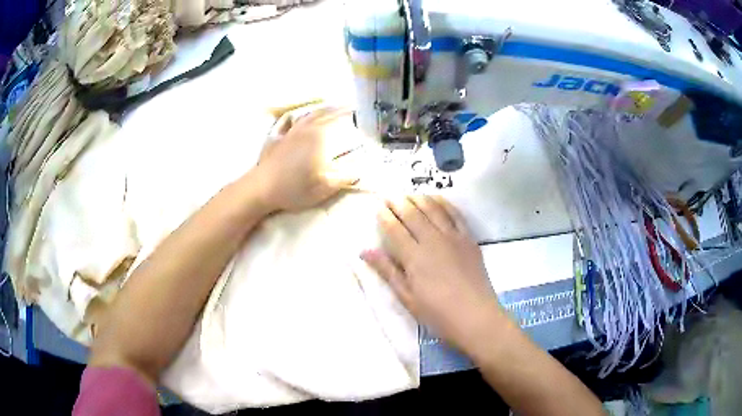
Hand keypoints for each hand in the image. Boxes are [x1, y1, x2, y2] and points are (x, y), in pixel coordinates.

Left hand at [254, 107, 359, 212]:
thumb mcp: (322, 189)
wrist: (261, 188)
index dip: (348, 115)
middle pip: (324, 114)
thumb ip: (343, 180)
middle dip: (337, 109)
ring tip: (330, 107)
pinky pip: (291, 121)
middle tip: (348, 106)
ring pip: (308, 115)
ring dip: (321, 109)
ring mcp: (290, 132)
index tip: (357, 111)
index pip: (337, 121)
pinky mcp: (278, 137)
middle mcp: (305, 130)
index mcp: (318, 139)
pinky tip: (301, 116)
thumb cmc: (293, 189)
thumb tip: (359, 173)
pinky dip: (300, 116)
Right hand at [361, 196, 504, 355]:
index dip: (385, 216)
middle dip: (399, 203)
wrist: (476, 316)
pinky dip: (445, 203)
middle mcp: (432, 240)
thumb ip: (387, 270)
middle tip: (390, 196)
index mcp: (414, 256)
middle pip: (413, 214)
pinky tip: (438, 198)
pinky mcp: (469, 239)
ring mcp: (453, 237)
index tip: (378, 207)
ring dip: (419, 199)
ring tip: (410, 194)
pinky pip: (456, 214)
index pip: (395, 229)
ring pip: (433, 209)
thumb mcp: (407, 297)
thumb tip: (364, 251)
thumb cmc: (437, 313)